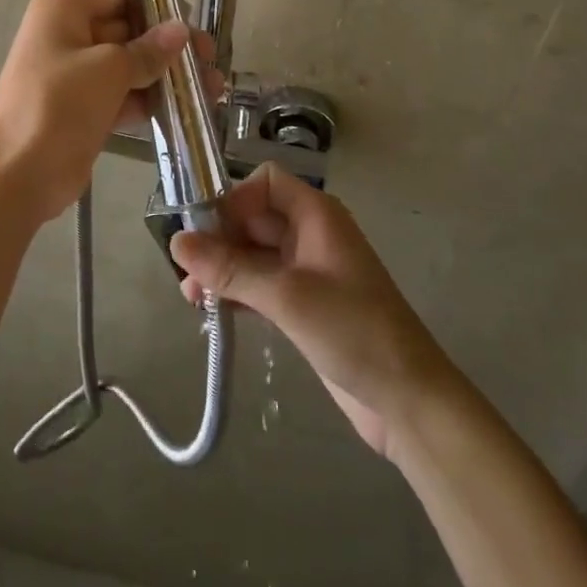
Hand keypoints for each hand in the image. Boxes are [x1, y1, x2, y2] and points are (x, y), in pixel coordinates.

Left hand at [0, 0, 219, 224]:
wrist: (16, 176)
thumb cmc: (58, 106)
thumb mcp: (108, 70)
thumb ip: (148, 49)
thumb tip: (181, 30)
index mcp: (64, 9)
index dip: (157, 8)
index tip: (193, 25)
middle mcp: (67, 34)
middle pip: (127, 30)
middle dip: (169, 46)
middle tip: (211, 59)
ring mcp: (74, 73)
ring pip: (128, 65)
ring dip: (166, 76)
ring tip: (213, 87)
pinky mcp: (82, 108)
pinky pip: (121, 94)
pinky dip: (149, 100)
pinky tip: (188, 108)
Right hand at [170, 164, 452, 460]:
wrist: (409, 402)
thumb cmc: (354, 332)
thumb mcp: (287, 296)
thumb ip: (230, 269)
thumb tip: (176, 243)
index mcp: (316, 215)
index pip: (265, 183)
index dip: (233, 199)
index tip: (205, 231)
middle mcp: (310, 235)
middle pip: (254, 218)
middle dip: (218, 239)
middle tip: (185, 271)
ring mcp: (308, 271)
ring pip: (253, 254)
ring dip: (223, 269)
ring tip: (191, 298)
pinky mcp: (304, 306)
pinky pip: (260, 284)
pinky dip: (237, 292)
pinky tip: (211, 312)